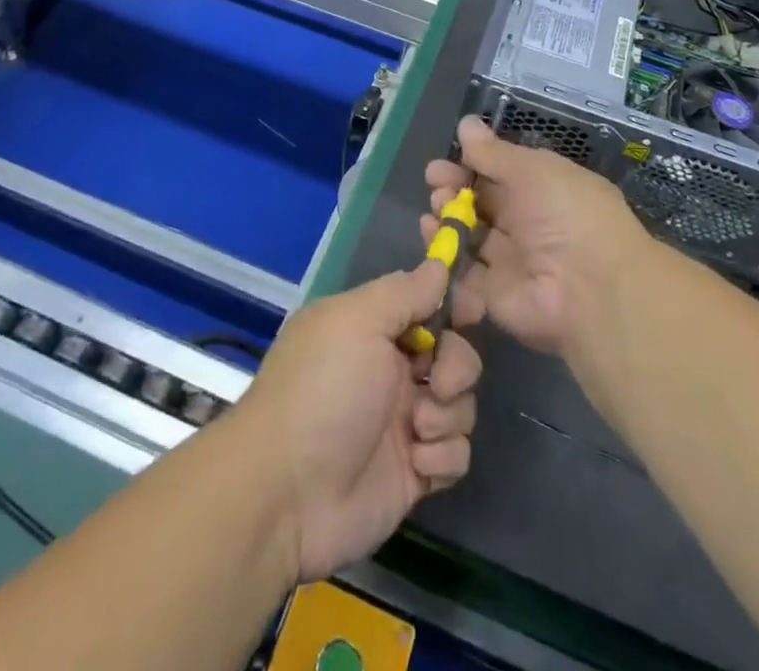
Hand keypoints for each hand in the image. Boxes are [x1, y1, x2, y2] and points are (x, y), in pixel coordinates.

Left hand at [233, 261, 481, 583]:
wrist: (287, 494)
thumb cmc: (323, 390)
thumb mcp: (358, 321)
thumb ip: (405, 291)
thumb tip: (439, 263)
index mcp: (372, 329)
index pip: (426, 304)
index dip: (452, 306)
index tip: (471, 311)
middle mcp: (390, 370)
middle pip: (453, 353)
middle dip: (457, 366)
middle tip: (436, 384)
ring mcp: (403, 422)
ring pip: (459, 403)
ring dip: (448, 414)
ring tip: (417, 430)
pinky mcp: (414, 472)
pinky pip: (455, 453)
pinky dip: (443, 456)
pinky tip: (417, 464)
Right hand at [424, 116, 645, 358]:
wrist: (589, 290)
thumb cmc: (566, 214)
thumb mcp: (531, 170)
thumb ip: (493, 152)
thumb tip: (466, 123)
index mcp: (544, 189)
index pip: (502, 172)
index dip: (472, 164)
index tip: (446, 159)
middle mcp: (528, 223)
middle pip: (482, 202)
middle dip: (454, 188)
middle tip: (436, 181)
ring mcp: (511, 260)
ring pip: (470, 233)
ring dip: (447, 216)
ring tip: (435, 207)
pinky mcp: (494, 293)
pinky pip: (463, 270)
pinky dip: (445, 251)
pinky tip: (431, 231)